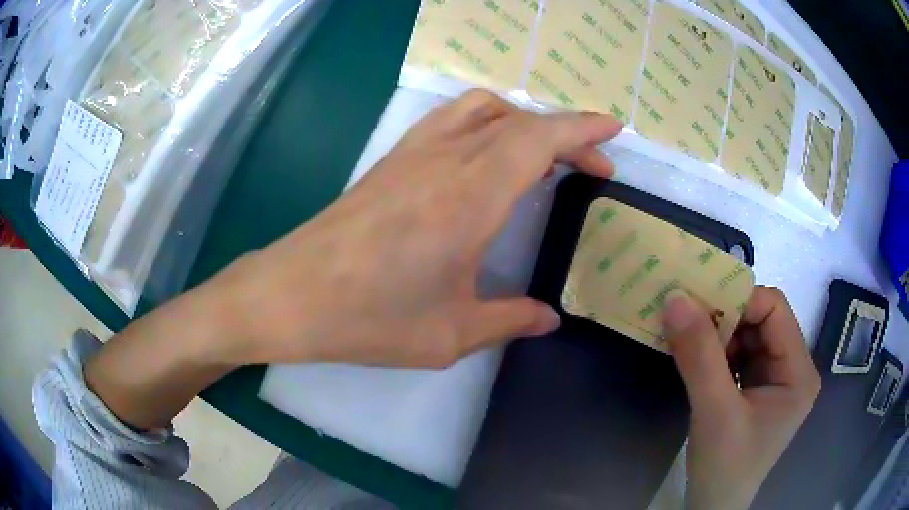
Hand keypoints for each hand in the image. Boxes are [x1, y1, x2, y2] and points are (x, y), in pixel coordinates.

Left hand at [207, 90, 622, 366]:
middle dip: (566, 134)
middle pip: (519, 121)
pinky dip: (485, 120)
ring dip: (524, 120)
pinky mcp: (392, 160)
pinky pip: (450, 119)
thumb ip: (508, 319)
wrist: (291, 295)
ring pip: (483, 109)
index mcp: (470, 198)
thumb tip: (549, 317)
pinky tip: (487, 151)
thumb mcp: (450, 334)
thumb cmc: (369, 318)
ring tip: (546, 152)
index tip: (613, 130)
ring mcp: (413, 153)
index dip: (582, 128)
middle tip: (593, 166)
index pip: (539, 140)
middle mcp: (445, 160)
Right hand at [662, 287, 820, 509]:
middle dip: (725, 318)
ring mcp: (775, 379)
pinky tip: (695, 358)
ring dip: (717, 335)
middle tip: (687, 319)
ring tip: (687, 340)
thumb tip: (675, 298)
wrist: (712, 509)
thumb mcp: (713, 413)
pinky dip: (715, 352)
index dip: (739, 300)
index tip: (697, 305)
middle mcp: (793, 368)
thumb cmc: (724, 468)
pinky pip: (738, 356)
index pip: (775, 310)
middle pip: (762, 321)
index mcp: (799, 372)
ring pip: (748, 336)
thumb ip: (698, 356)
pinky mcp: (757, 389)